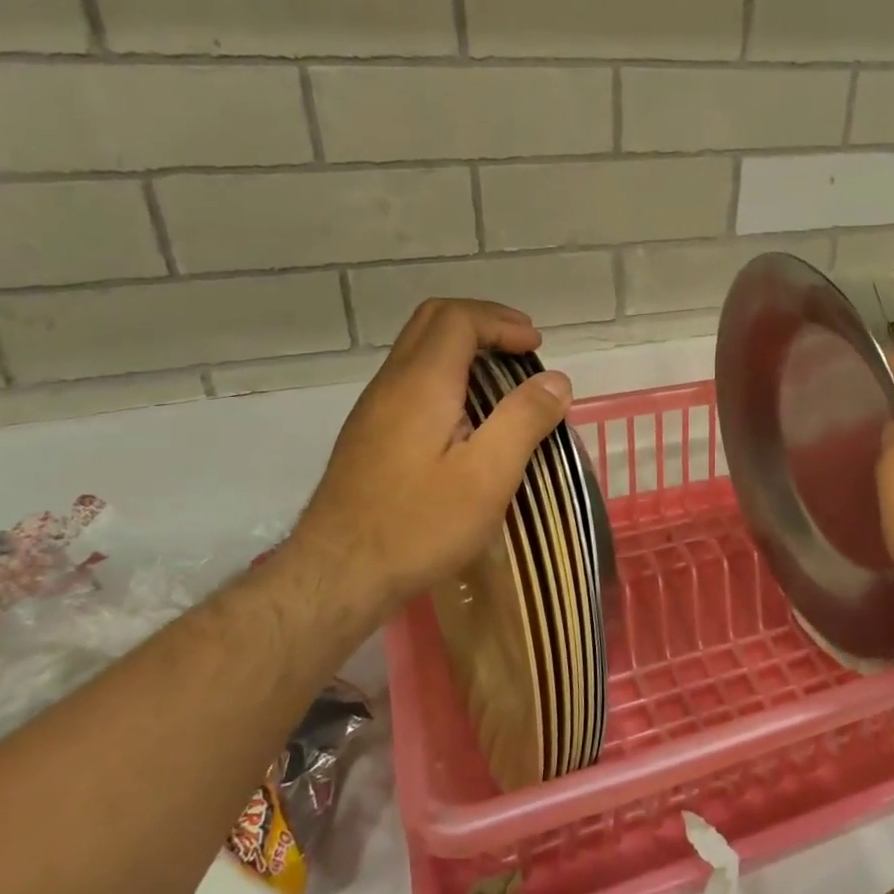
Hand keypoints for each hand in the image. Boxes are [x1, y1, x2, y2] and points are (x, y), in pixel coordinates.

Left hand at [289, 299, 572, 620]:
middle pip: (433, 321)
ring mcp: (374, 410)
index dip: (502, 322)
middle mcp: (391, 384)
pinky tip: (469, 417)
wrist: (337, 575)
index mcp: (421, 383)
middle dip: (483, 322)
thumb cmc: (419, 525)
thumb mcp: (488, 475)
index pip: (459, 318)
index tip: (537, 349)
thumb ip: (524, 420)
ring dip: (464, 348)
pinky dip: (448, 375)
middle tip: (522, 347)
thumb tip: (556, 381)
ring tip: (504, 379)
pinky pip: (411, 381)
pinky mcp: (369, 436)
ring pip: (418, 351)